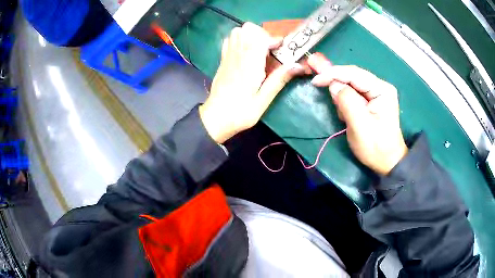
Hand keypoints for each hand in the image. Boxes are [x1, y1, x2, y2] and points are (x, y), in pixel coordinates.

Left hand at [199, 22, 305, 143]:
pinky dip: (240, 40)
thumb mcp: (263, 101)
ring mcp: (227, 56)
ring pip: (238, 32)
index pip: (260, 37)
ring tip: (259, 51)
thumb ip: (279, 80)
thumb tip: (298, 66)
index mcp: (249, 65)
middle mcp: (237, 56)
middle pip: (248, 28)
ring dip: (252, 36)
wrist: (215, 119)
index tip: (281, 50)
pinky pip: (229, 40)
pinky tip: (246, 53)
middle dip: (263, 35)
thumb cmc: (240, 113)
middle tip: (270, 51)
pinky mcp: (223, 60)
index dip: (274, 39)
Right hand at [312, 65, 407, 174]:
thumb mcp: (360, 126)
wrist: (387, 162)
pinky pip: (353, 94)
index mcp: (381, 89)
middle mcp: (380, 86)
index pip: (354, 73)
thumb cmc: (376, 147)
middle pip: (352, 77)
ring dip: (342, 97)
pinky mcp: (372, 100)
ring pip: (351, 85)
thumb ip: (347, 101)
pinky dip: (346, 103)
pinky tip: (348, 116)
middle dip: (337, 85)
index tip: (315, 81)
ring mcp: (376, 93)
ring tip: (344, 116)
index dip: (333, 74)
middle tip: (327, 97)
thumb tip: (333, 85)